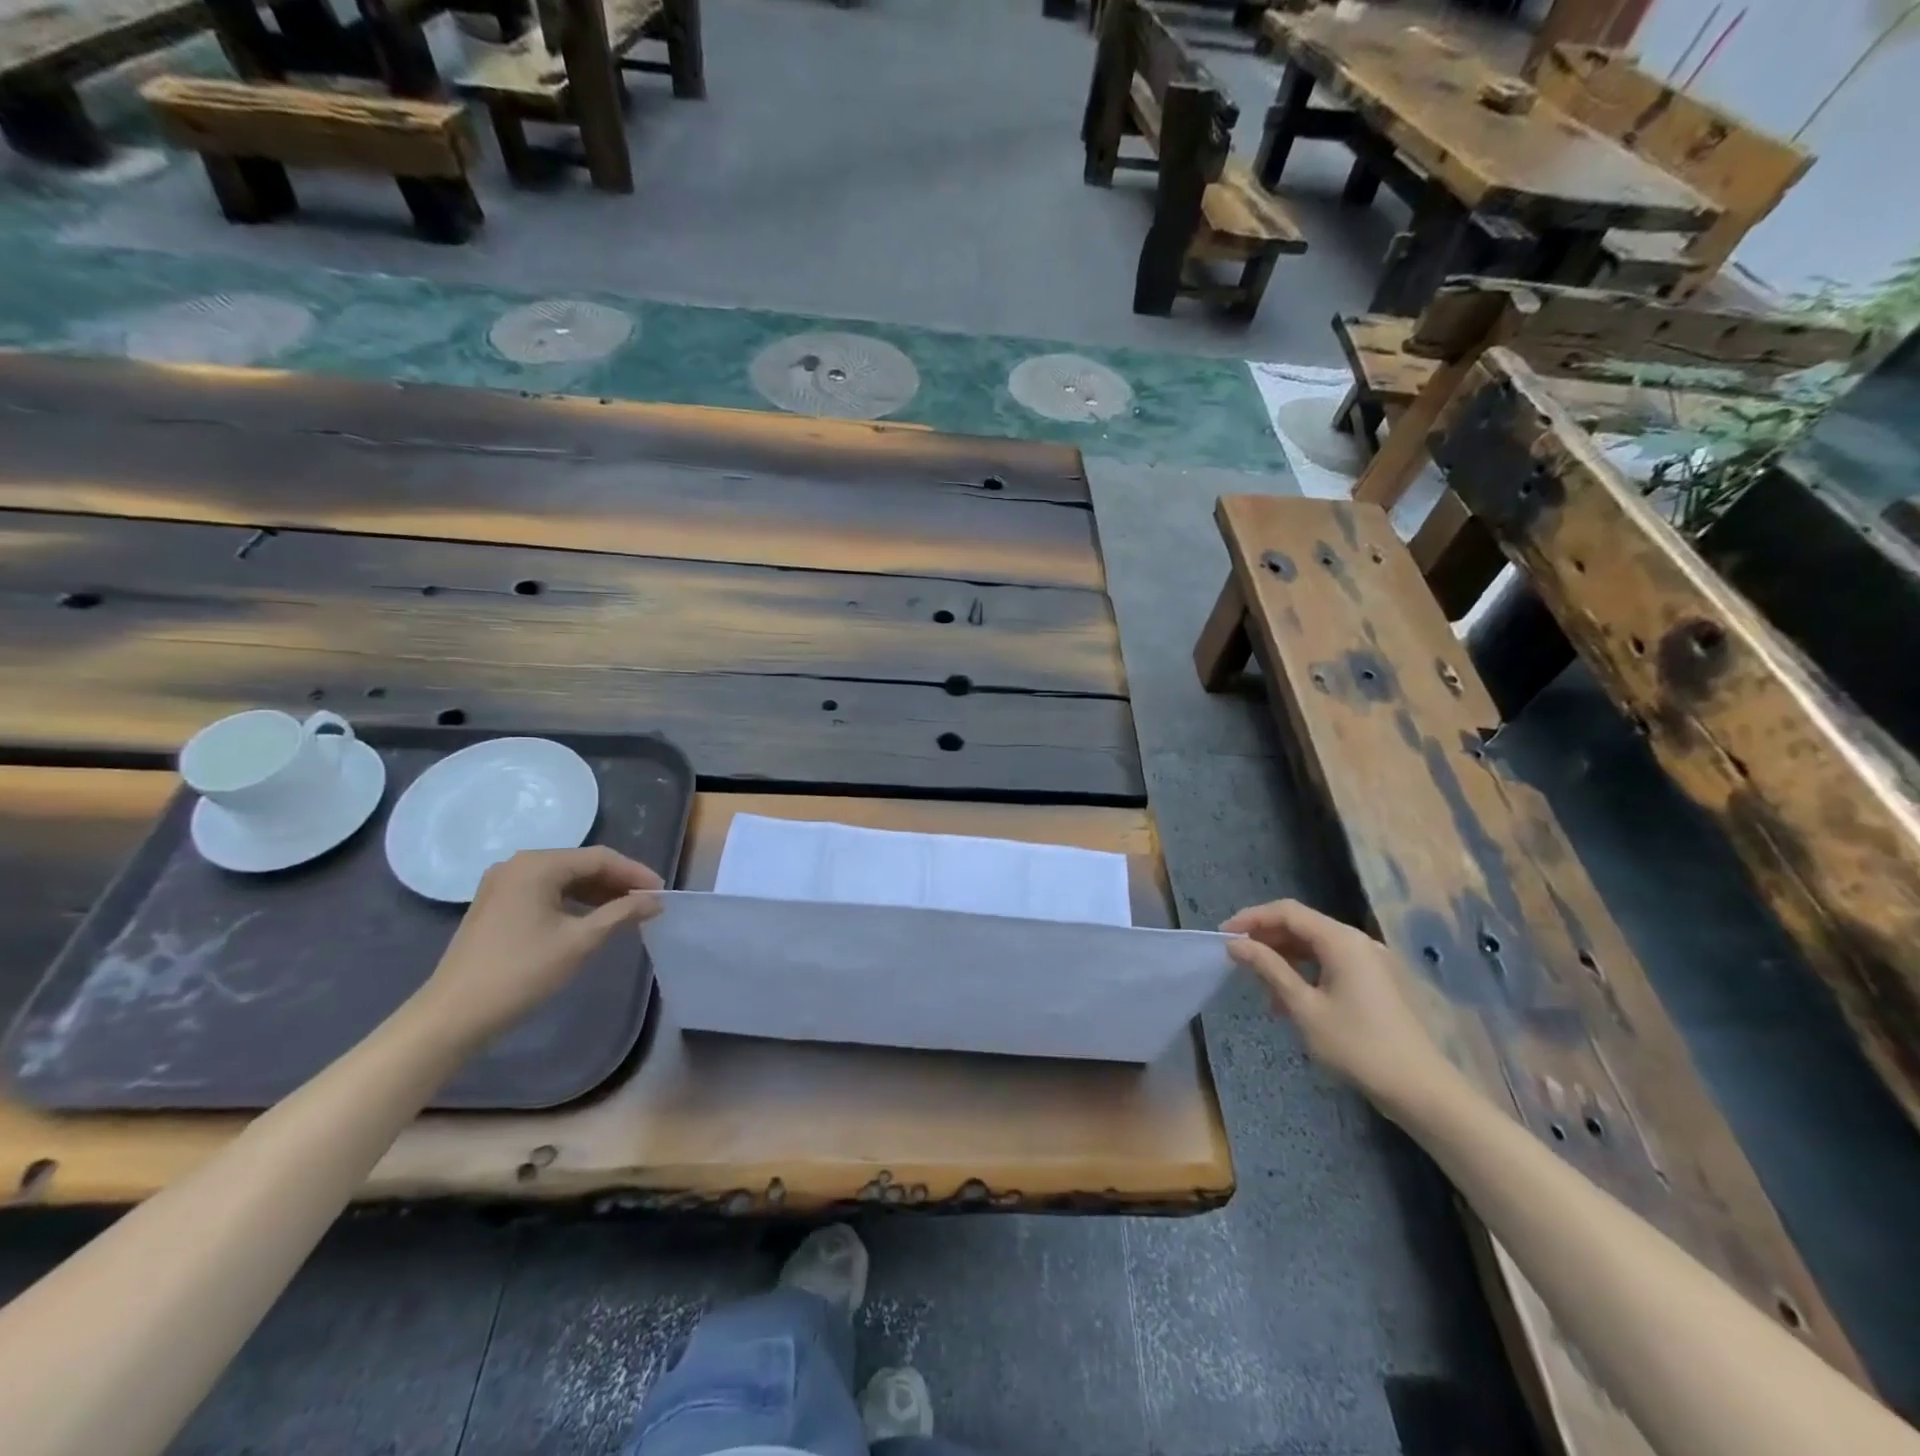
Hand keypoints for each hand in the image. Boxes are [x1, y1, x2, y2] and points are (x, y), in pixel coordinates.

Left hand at [414, 847, 662, 1045]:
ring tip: (626, 912)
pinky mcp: (496, 904)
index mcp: (537, 865)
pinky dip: (574, 901)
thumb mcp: (580, 942)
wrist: (452, 1016)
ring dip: (597, 892)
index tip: (662, 893)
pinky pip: (546, 891)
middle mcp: (518, 864)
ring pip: (564, 878)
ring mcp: (503, 884)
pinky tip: (592, 918)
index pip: (600, 858)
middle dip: (617, 882)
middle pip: (581, 864)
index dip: (635, 874)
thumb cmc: (520, 973)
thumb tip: (655, 901)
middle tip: (647, 902)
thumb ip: (621, 915)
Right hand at [1222, 899, 1460, 1114]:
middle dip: (1267, 939)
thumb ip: (1269, 969)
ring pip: (1317, 946)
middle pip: (1303, 925)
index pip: (1287, 912)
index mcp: (1341, 940)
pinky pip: (1333, 963)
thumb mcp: (1304, 1007)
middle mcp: (1358, 941)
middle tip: (1237, 960)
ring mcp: (1372, 961)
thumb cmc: (1357, 1046)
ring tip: (1261, 986)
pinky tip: (1292, 999)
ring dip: (1285, 958)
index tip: (1223, 936)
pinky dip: (1307, 972)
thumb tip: (1236, 945)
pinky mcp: (1378, 981)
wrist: (1421, 1090)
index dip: (1252, 919)